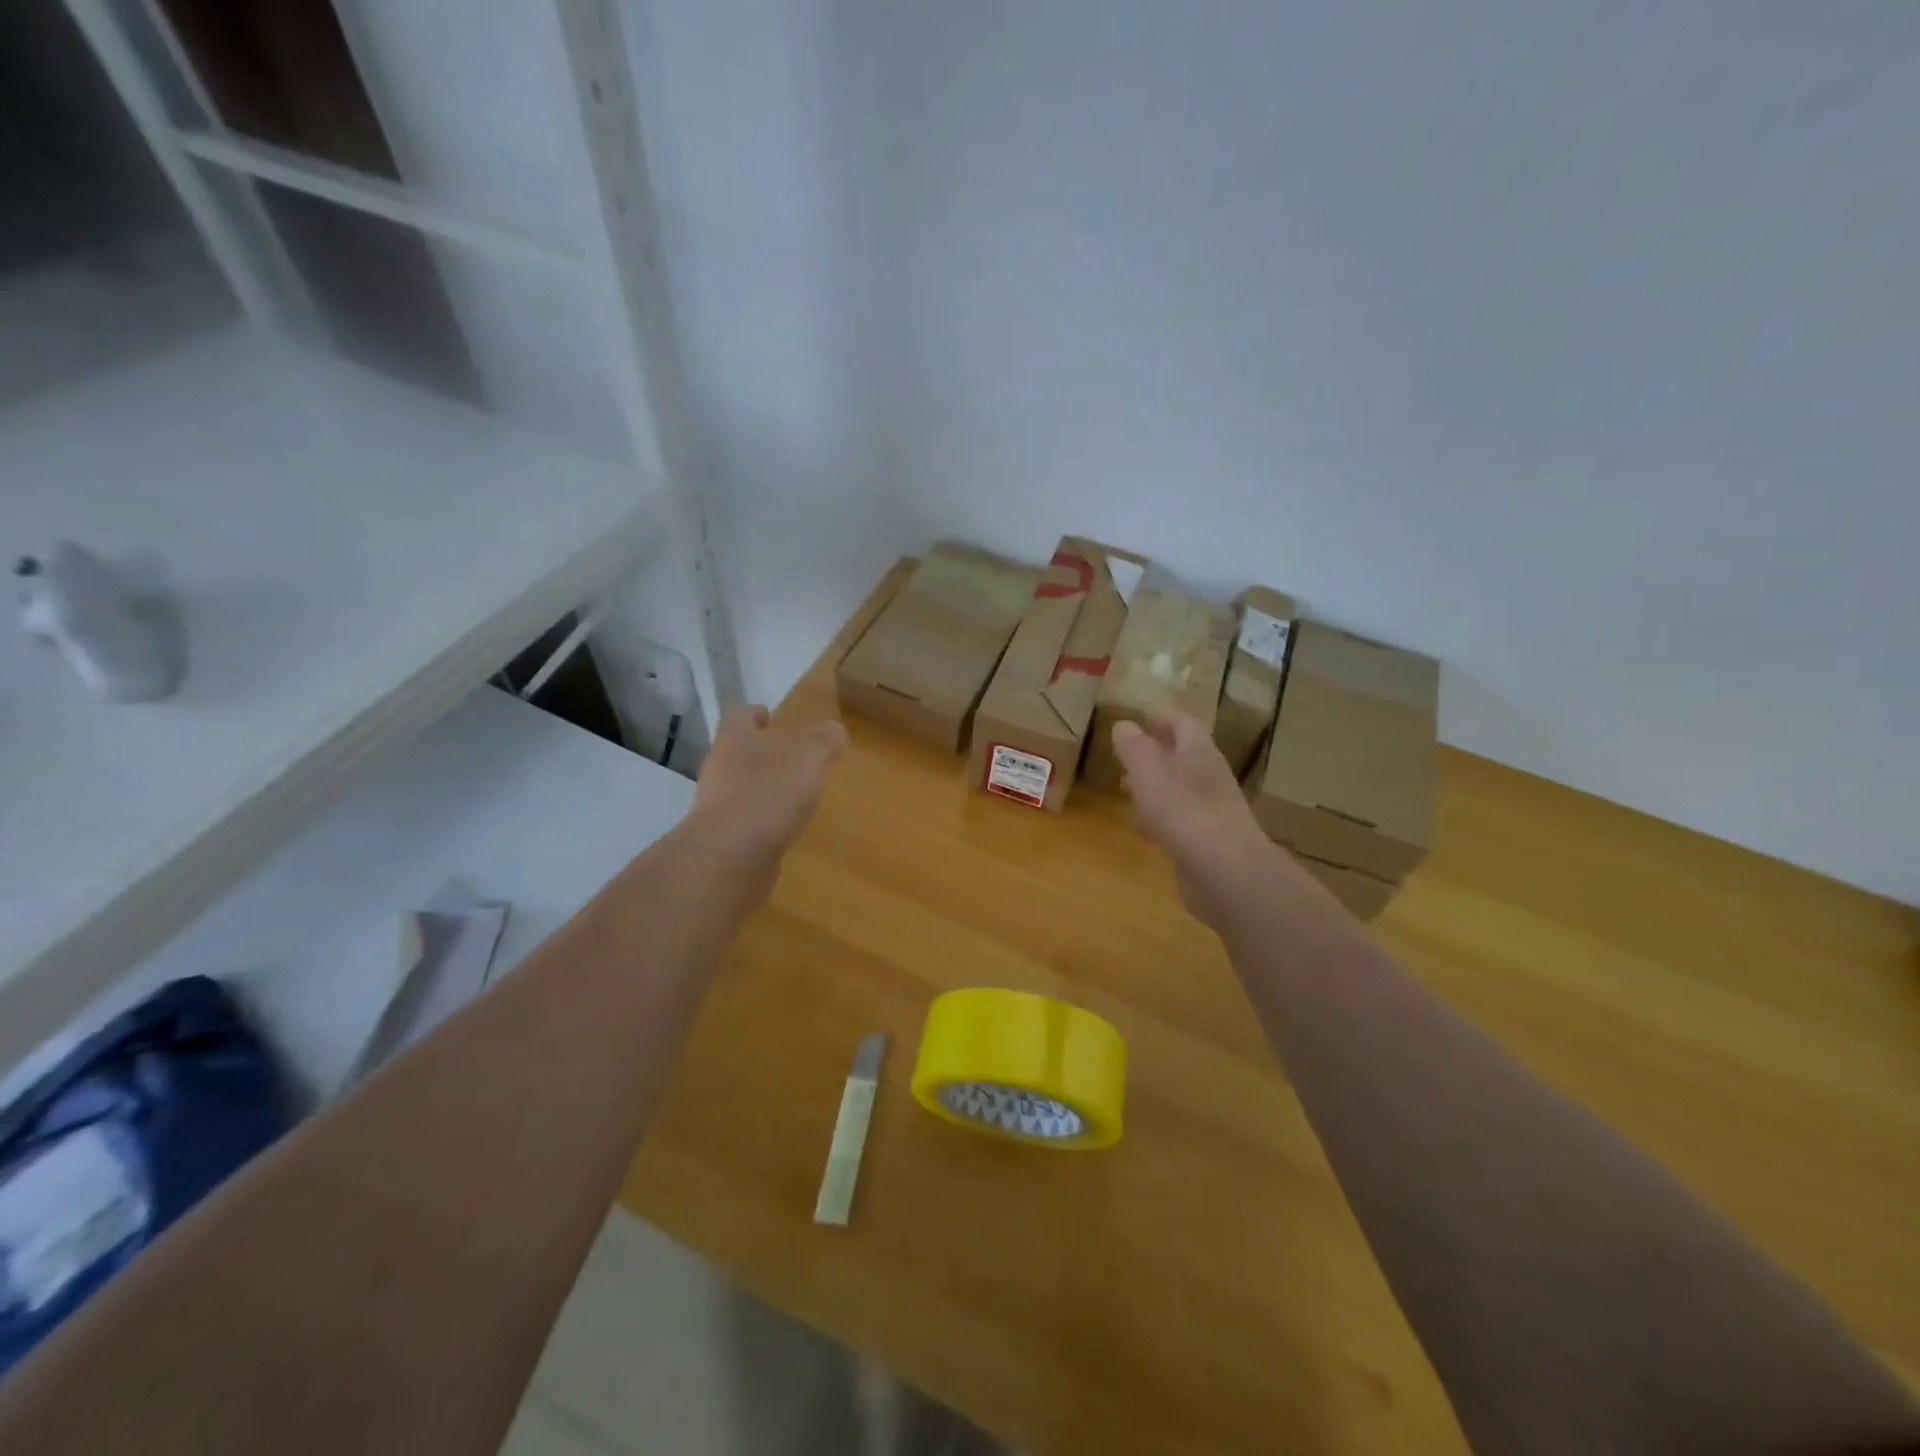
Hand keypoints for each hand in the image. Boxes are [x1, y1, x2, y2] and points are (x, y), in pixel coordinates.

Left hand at [691, 705, 848, 871]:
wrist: (729, 858)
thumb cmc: (769, 794)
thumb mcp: (810, 757)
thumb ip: (825, 740)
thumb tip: (835, 731)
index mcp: (734, 741)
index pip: (739, 716)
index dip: (754, 713)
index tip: (770, 715)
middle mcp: (719, 769)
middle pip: (738, 753)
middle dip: (763, 754)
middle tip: (793, 759)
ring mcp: (716, 808)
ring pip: (740, 789)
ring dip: (763, 790)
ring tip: (794, 797)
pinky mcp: (721, 842)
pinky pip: (744, 824)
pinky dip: (762, 824)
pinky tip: (783, 831)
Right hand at [1111, 711, 1283, 921]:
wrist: (1224, 871)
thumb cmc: (1182, 809)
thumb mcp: (1148, 769)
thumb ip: (1133, 745)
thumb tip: (1123, 725)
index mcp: (1199, 752)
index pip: (1182, 723)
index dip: (1161, 716)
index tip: (1140, 715)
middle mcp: (1208, 777)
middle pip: (1181, 756)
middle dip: (1154, 753)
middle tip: (1125, 753)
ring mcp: (1209, 811)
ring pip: (1177, 790)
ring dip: (1152, 786)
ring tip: (1125, 787)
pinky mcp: (1204, 842)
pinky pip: (1176, 821)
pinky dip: (1157, 819)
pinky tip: (1141, 828)